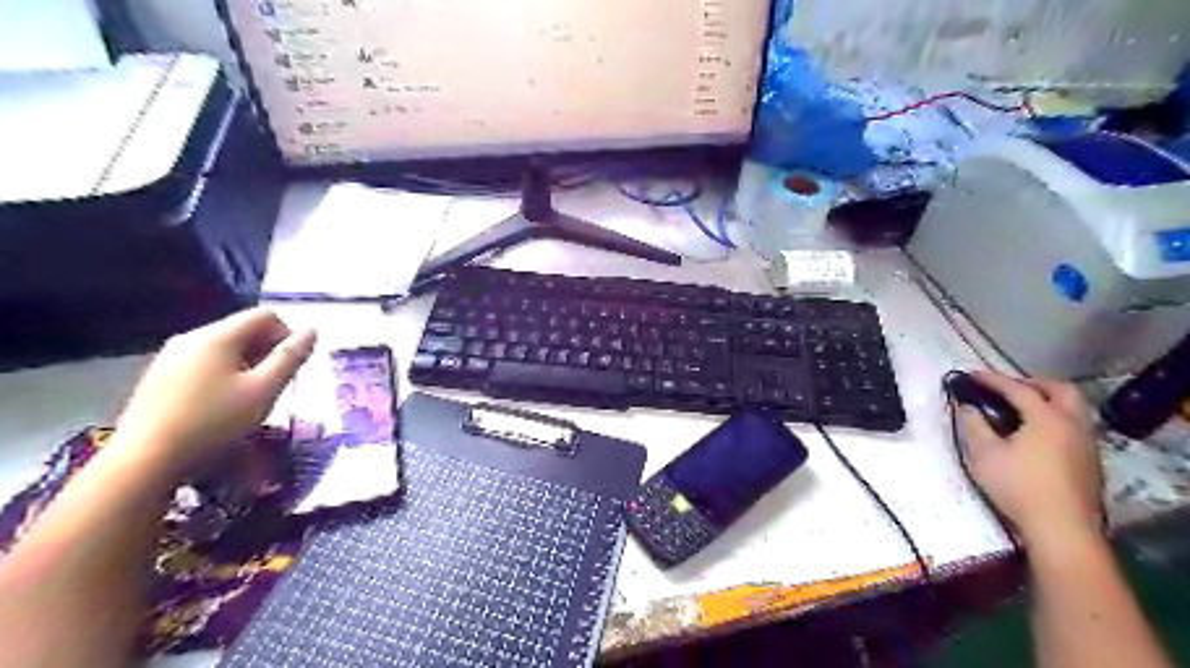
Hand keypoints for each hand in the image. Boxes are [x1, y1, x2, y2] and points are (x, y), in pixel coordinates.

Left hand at [112, 311, 313, 477]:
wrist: (144, 460)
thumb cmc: (214, 422)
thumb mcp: (264, 390)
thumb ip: (290, 357)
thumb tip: (313, 330)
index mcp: (218, 336)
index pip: (265, 315)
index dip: (288, 335)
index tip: (291, 367)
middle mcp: (192, 337)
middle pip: (243, 329)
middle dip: (267, 351)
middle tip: (274, 385)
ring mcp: (170, 356)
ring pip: (224, 347)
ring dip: (247, 364)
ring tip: (250, 397)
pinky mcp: (159, 376)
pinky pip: (203, 362)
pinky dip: (223, 374)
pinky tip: (220, 405)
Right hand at [955, 370, 1105, 547]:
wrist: (1061, 528)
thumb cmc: (1018, 486)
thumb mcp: (984, 454)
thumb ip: (974, 426)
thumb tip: (967, 407)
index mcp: (1047, 418)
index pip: (1018, 389)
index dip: (993, 379)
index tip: (972, 375)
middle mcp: (1073, 424)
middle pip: (1060, 390)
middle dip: (1032, 383)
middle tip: (1007, 389)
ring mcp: (1086, 443)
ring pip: (1072, 409)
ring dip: (1047, 401)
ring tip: (1021, 410)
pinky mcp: (1090, 462)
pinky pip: (1074, 427)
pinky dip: (1054, 420)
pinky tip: (1036, 435)